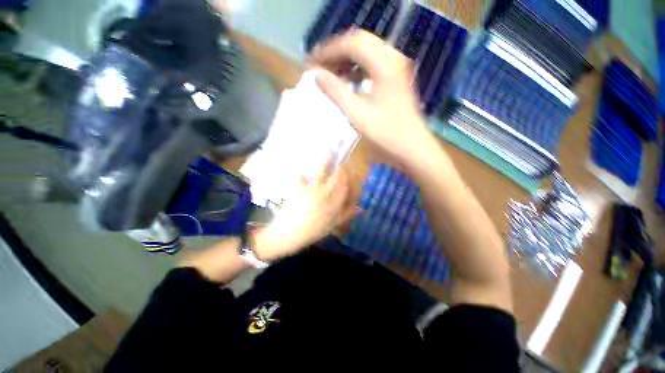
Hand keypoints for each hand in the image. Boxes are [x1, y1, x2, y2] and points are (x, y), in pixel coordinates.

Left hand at [251, 156, 355, 261]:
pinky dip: (300, 171)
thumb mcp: (333, 225)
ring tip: (330, 150)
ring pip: (322, 172)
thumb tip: (361, 207)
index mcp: (334, 204)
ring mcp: (311, 190)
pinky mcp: (298, 188)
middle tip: (342, 162)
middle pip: (336, 177)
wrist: (290, 235)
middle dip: (341, 167)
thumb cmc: (313, 231)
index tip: (351, 171)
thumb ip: (347, 214)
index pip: (346, 187)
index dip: (349, 177)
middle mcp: (325, 195)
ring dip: (326, 160)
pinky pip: (300, 176)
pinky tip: (302, 166)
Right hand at [310, 29, 437, 169]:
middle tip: (319, 67)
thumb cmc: (386, 135)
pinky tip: (348, 81)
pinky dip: (357, 69)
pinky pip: (373, 64)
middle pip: (359, 42)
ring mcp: (397, 67)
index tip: (311, 64)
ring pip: (367, 52)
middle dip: (336, 53)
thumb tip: (317, 75)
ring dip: (346, 60)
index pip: (351, 44)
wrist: (413, 149)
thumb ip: (336, 92)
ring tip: (330, 74)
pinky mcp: (397, 78)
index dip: (328, 51)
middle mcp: (393, 58)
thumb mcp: (357, 115)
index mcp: (384, 65)